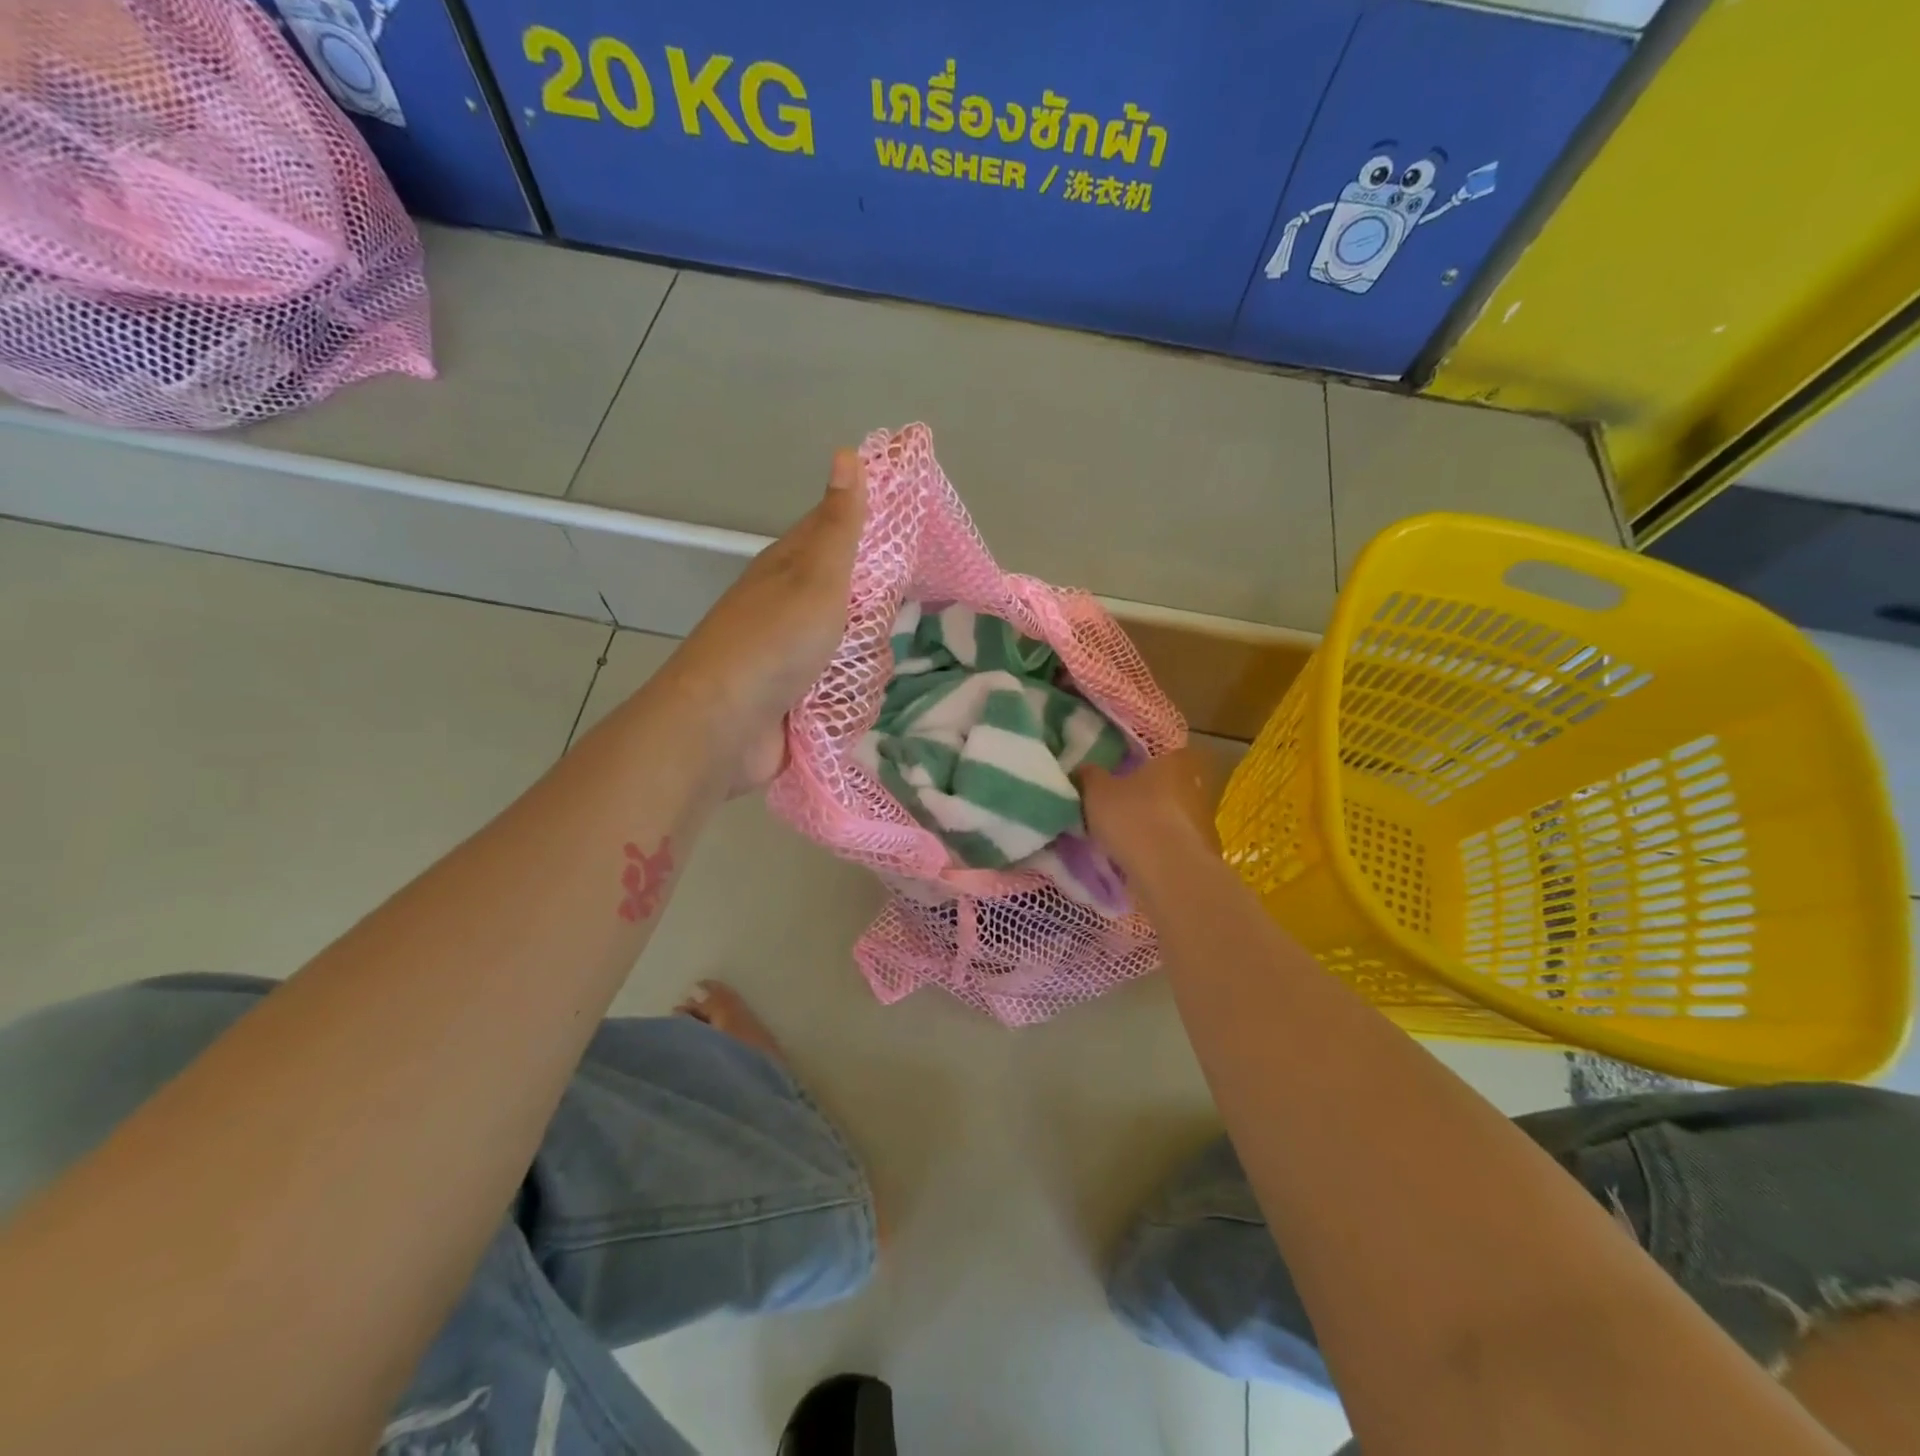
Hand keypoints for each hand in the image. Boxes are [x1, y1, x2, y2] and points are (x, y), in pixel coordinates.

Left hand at [668, 449, 867, 792]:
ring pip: (856, 648)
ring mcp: (796, 656)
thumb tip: (846, 452)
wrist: (724, 727)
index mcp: (791, 566)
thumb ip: (840, 525)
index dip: (876, 526)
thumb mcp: (816, 575)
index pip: (841, 530)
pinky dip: (852, 698)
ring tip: (855, 673)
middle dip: (877, 616)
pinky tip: (849, 704)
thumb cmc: (774, 641)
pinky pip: (847, 690)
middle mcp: (793, 606)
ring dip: (864, 664)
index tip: (915, 533)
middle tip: (881, 622)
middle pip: (857, 599)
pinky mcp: (801, 699)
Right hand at [1078, 746, 1219, 871]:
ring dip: (1152, 823)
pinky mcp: (1202, 851)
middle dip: (1144, 794)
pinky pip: (1173, 842)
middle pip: (1165, 784)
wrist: (1169, 873)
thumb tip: (1084, 769)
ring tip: (1123, 836)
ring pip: (1170, 815)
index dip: (1136, 760)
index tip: (1118, 771)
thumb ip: (1089, 776)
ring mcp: (1203, 819)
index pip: (1157, 751)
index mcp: (1173, 760)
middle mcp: (1195, 784)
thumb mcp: (1097, 793)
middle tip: (1116, 805)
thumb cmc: (1133, 818)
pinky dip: (1159, 847)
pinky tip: (1138, 858)